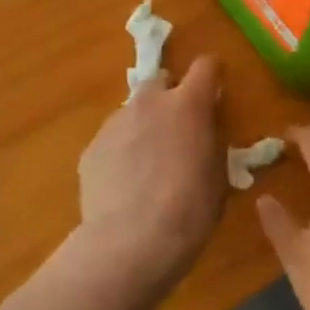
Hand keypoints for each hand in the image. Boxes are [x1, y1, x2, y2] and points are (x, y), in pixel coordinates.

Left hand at [76, 56, 225, 289]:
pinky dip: (122, 152)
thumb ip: (211, 143)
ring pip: (134, 111)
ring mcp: (115, 123)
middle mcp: (150, 103)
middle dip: (171, 97)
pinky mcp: (91, 148)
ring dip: (145, 126)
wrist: (130, 243)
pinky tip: (125, 186)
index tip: (215, 93)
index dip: (212, 76)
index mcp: (188, 104)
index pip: (206, 66)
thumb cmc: (189, 210)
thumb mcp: (218, 175)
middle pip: (161, 81)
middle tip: (178, 130)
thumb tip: (205, 133)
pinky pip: (113, 140)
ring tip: (148, 166)